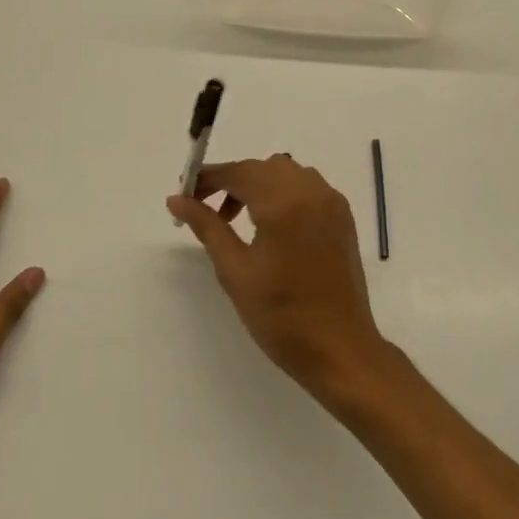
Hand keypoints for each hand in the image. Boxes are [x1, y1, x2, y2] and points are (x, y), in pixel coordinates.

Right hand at [167, 154, 389, 404]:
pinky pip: (306, 186)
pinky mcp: (342, 215)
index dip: (209, 178)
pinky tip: (270, 224)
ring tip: (237, 220)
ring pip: (285, 173)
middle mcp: (311, 191)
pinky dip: (283, 192)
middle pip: (262, 168)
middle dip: (232, 181)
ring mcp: (331, 201)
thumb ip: (207, 227)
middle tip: (207, 210)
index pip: (239, 172)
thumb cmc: (281, 316)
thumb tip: (177, 199)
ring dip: (258, 185)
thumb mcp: (235, 272)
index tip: (185, 193)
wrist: (340, 350)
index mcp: (283, 203)